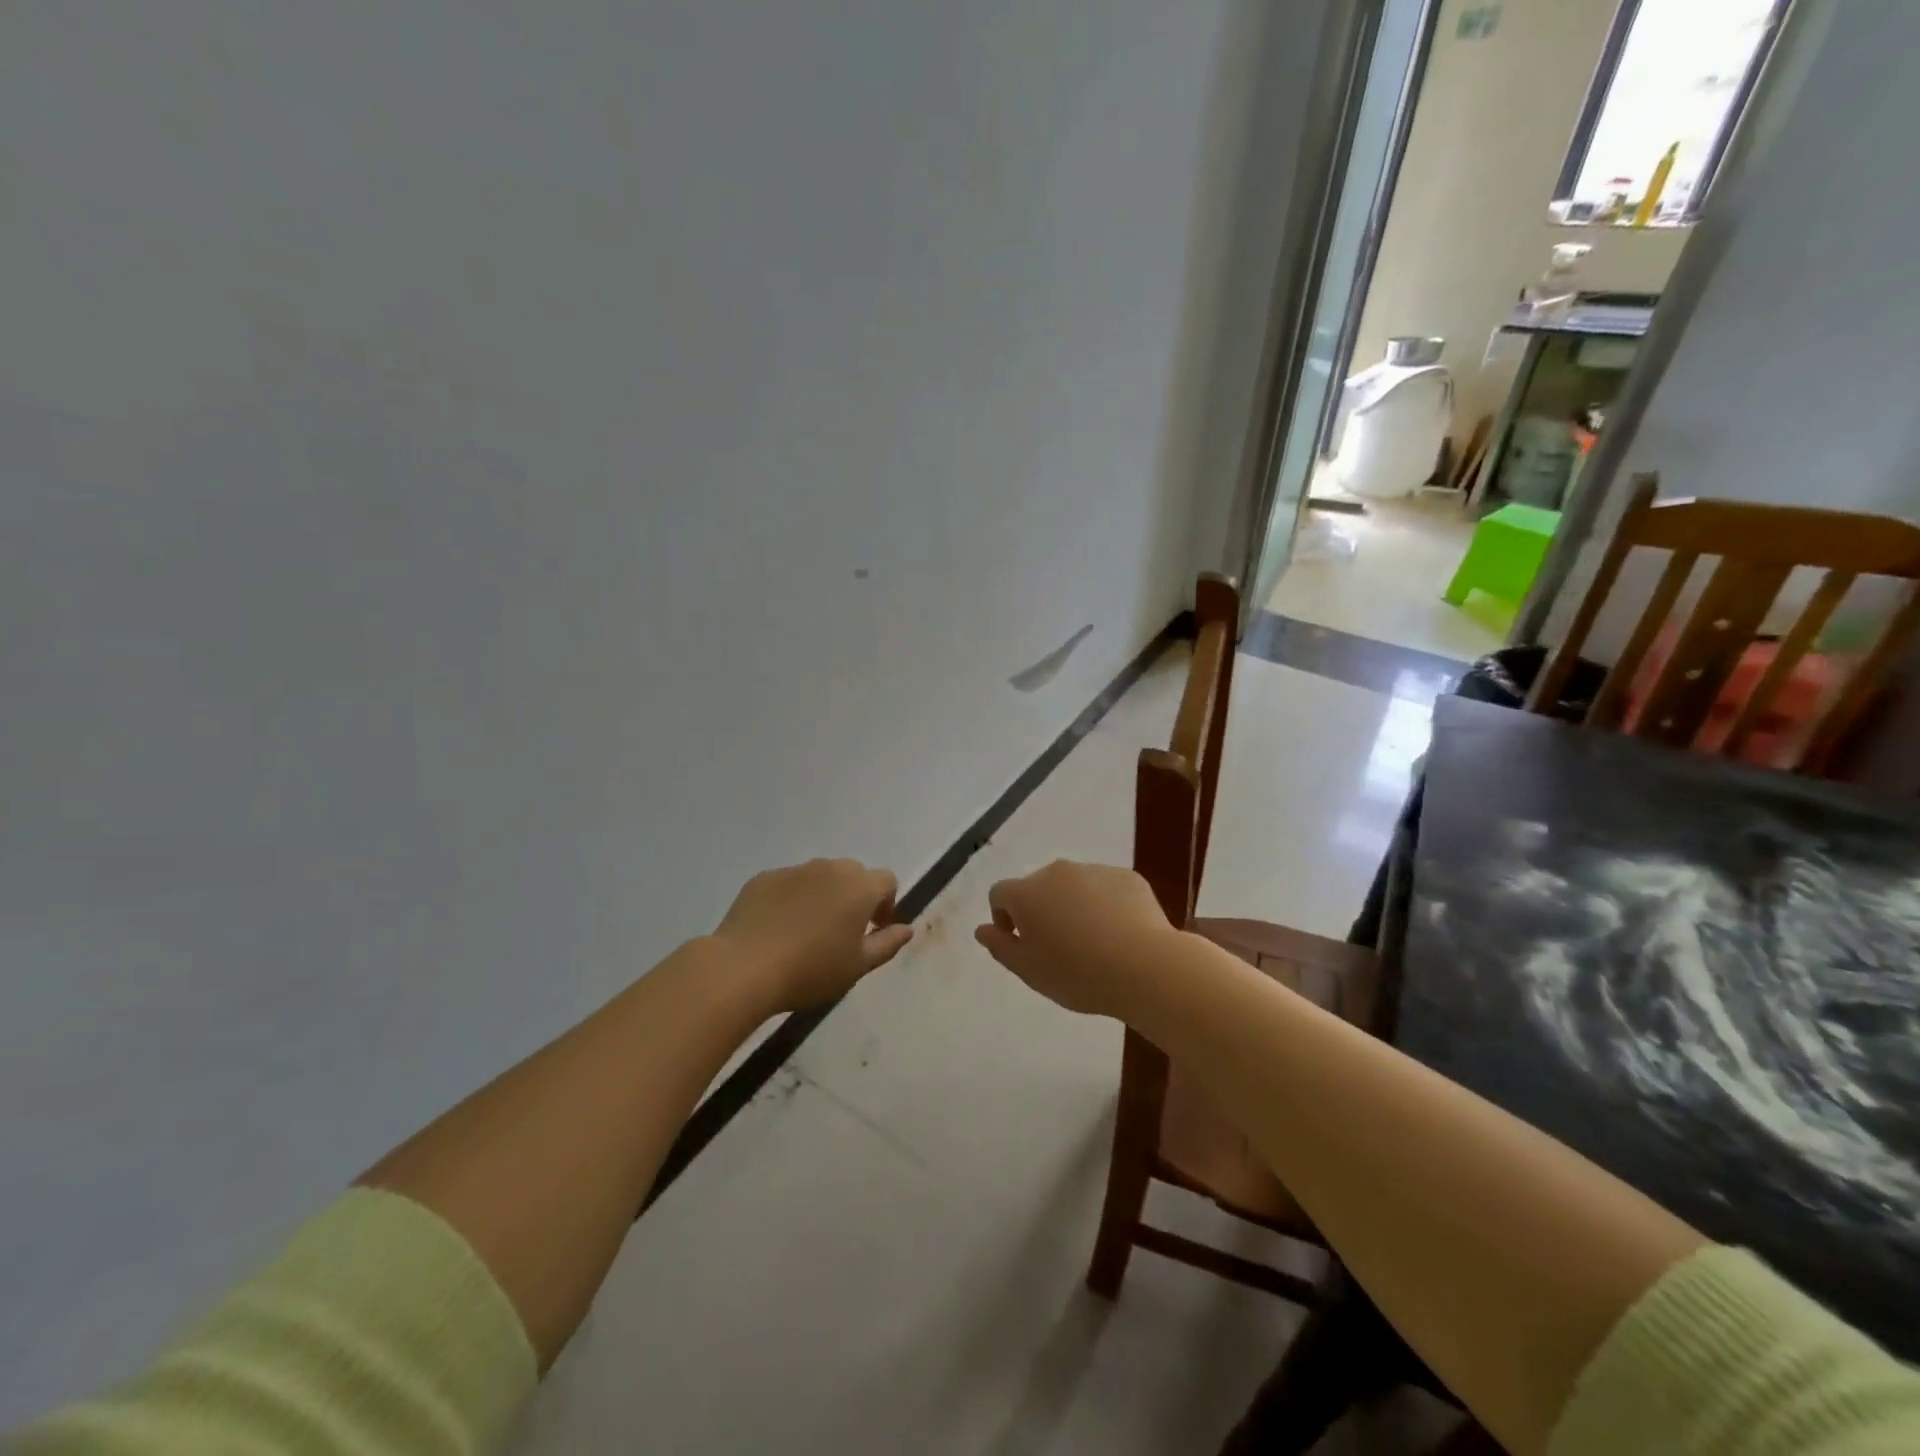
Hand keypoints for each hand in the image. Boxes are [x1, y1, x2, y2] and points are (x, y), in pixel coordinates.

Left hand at [713, 859, 913, 1011]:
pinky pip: (788, 884)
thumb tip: (907, 929)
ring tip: (807, 932)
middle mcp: (829, 868)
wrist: (744, 968)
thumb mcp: (858, 966)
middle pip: (853, 874)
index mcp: (859, 886)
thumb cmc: (811, 970)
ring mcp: (793, 870)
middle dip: (854, 897)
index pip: (886, 881)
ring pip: (819, 877)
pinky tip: (777, 930)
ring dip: (823, 896)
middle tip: (842, 932)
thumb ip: (887, 944)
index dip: (885, 904)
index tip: (873, 930)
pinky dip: (791, 900)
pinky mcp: (763, 878)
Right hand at [973, 860, 1180, 1018]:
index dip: (1004, 918)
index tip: (1021, 944)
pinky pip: (1105, 888)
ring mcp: (1094, 870)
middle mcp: (1056, 872)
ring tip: (1093, 942)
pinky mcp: (1127, 876)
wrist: (1145, 966)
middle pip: (1037, 887)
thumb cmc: (1078, 974)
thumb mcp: (1030, 971)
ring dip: (1073, 906)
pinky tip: (1119, 935)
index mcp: (1026, 893)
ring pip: (1073, 886)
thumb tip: (982, 930)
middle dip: (1040, 910)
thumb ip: (1000, 947)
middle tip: (1058, 947)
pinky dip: (1105, 904)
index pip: (1000, 894)